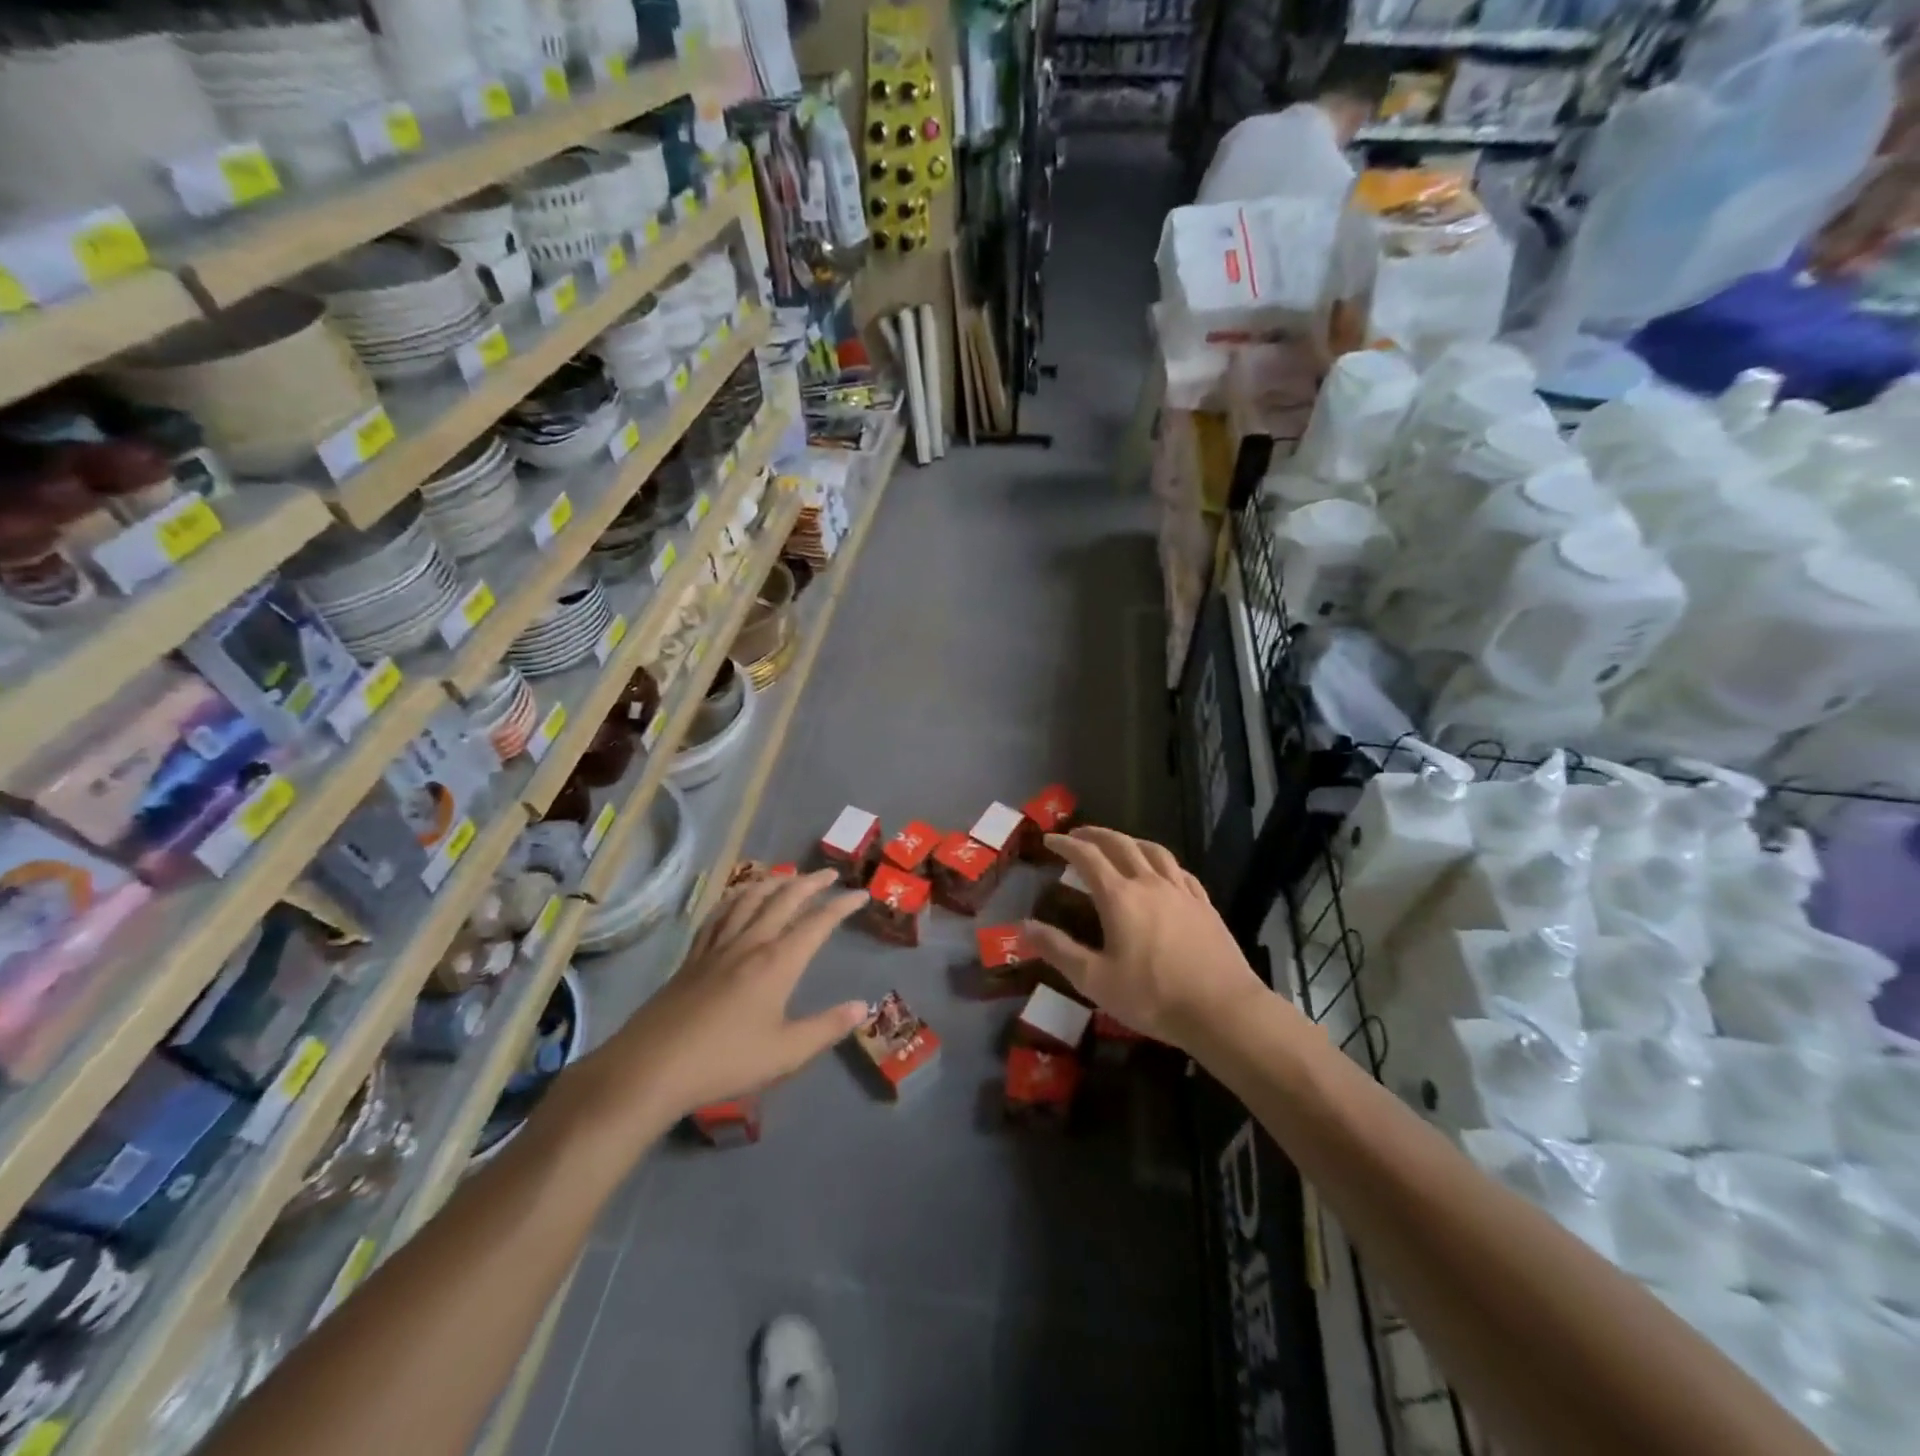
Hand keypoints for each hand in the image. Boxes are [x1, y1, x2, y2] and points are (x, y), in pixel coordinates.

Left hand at [593, 869, 868, 1122]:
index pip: (817, 924)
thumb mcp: (785, 1053)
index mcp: (777, 963)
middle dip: (810, 883)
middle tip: (829, 874)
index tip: (861, 894)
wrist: (651, 1068)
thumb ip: (826, 1028)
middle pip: (783, 900)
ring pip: (749, 899)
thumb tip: (862, 1006)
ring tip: (788, 876)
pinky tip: (738, 897)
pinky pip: (719, 914)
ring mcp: (717, 947)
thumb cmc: (724, 1062)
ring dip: (773, 882)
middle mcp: (749, 944)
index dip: (841, 906)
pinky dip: (736, 897)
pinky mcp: (692, 956)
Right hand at [1021, 828, 1266, 1049]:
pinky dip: (1161, 861)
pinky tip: (1161, 871)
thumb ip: (1058, 950)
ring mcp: (1181, 891)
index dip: (1066, 844)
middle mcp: (1149, 883)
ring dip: (1129, 840)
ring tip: (1117, 843)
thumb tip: (1024, 926)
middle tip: (1077, 835)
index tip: (1049, 840)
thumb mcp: (1095, 980)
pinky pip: (1179, 870)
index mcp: (1119, 897)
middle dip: (1095, 834)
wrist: (1222, 1010)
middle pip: (1120, 844)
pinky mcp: (1204, 904)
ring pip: (1152, 850)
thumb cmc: (1153, 997)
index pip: (1087, 857)